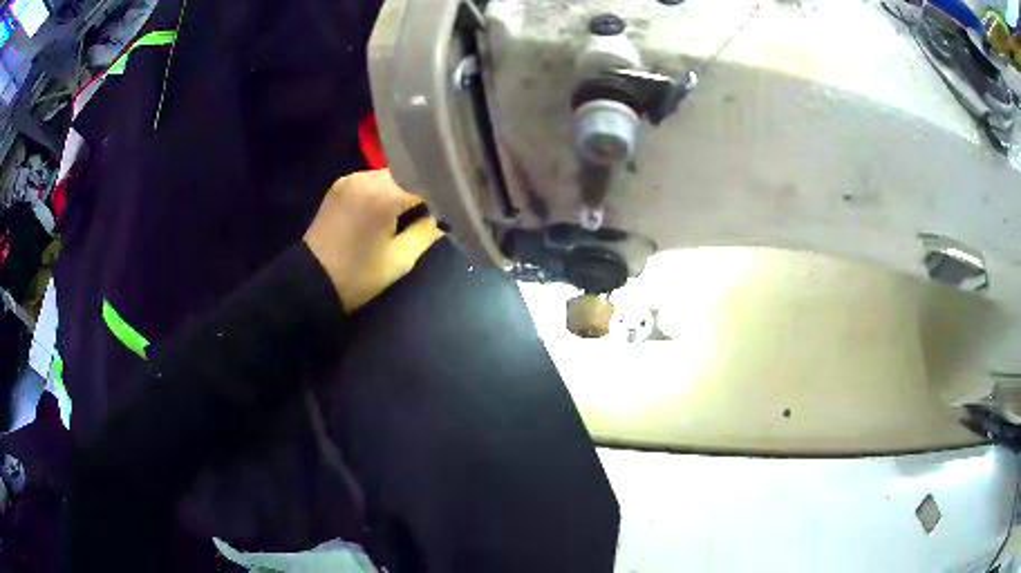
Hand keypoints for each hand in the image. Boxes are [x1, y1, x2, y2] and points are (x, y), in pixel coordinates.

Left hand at [303, 169, 443, 311]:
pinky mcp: (340, 185)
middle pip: (408, 173)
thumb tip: (444, 217)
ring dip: (403, 187)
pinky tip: (389, 207)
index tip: (454, 204)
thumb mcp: (400, 260)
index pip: (426, 181)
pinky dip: (385, 189)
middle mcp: (366, 177)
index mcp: (384, 195)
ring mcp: (350, 179)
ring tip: (413, 208)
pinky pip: (372, 180)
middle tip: (436, 208)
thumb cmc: (358, 276)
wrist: (310, 281)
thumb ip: (427, 233)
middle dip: (423, 187)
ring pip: (390, 174)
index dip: (443, 191)